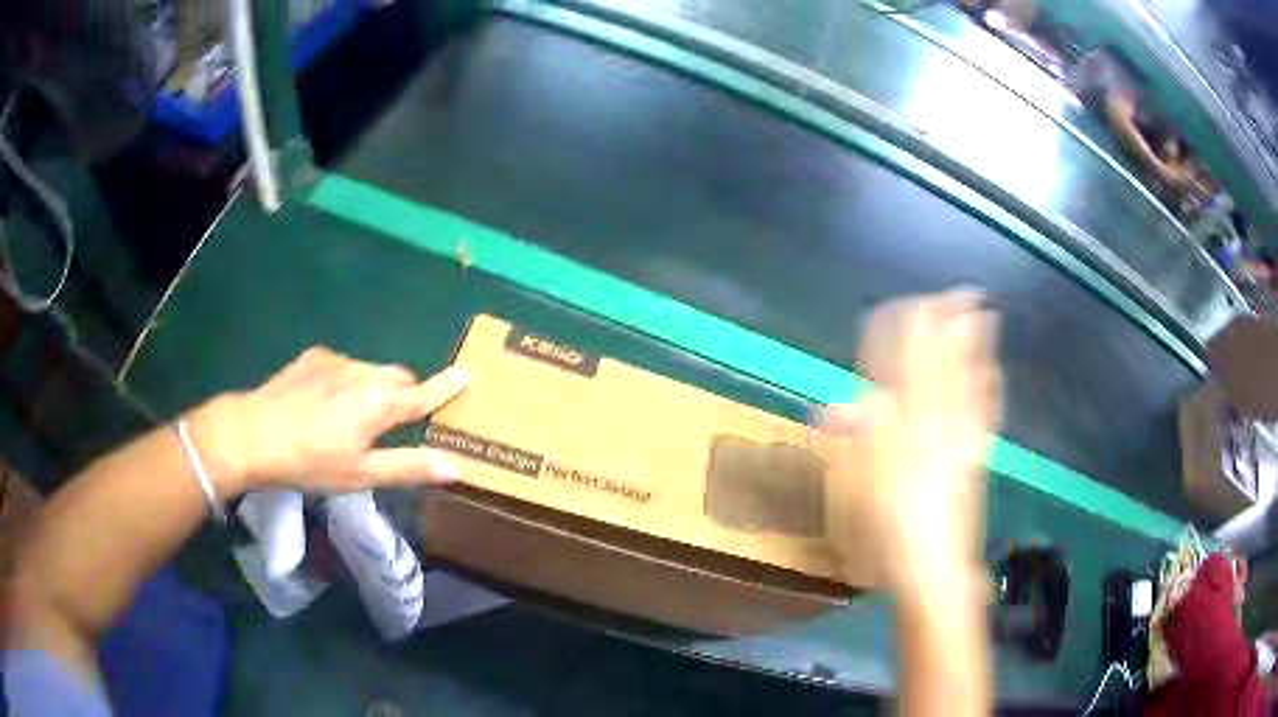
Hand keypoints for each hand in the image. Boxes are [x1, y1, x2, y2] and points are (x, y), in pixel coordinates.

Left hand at [190, 347, 469, 495]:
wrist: (252, 434)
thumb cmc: (310, 462)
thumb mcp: (361, 474)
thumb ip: (409, 467)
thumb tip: (457, 466)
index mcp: (379, 404)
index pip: (422, 393)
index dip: (446, 387)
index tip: (467, 374)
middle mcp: (363, 372)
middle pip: (398, 377)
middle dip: (404, 394)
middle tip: (393, 422)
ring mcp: (336, 360)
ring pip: (370, 370)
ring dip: (373, 388)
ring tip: (350, 418)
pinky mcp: (313, 356)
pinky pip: (344, 365)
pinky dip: (347, 380)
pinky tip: (323, 403)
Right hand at [819, 290, 999, 590]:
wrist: (934, 573)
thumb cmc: (886, 536)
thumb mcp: (855, 494)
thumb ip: (854, 444)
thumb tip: (838, 405)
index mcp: (902, 433)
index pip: (899, 371)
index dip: (900, 338)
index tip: (899, 306)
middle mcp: (935, 428)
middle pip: (939, 367)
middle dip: (944, 328)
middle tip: (954, 291)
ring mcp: (960, 442)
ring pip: (966, 381)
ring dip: (973, 345)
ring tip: (981, 311)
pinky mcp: (975, 459)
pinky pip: (984, 414)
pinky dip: (989, 386)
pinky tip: (994, 370)